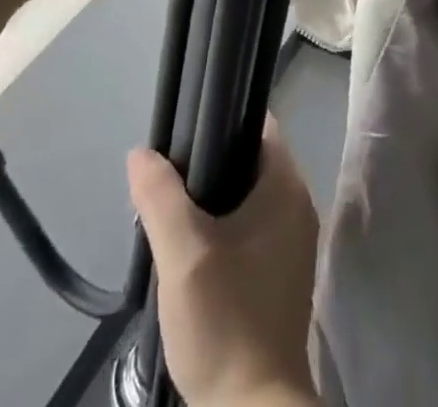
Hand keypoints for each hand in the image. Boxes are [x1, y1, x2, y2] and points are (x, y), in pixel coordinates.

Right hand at [129, 120, 320, 406]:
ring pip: (243, 196)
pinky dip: (218, 228)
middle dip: (204, 163)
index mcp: (287, 186)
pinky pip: (246, 228)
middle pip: (246, 158)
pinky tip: (186, 247)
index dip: (218, 117)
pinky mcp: (277, 274)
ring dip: (207, 200)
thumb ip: (160, 194)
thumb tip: (141, 153)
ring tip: (166, 209)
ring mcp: (290, 243)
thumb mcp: (183, 251)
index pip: (255, 123)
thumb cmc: (226, 319)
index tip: (181, 129)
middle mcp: (296, 206)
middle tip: (164, 176)